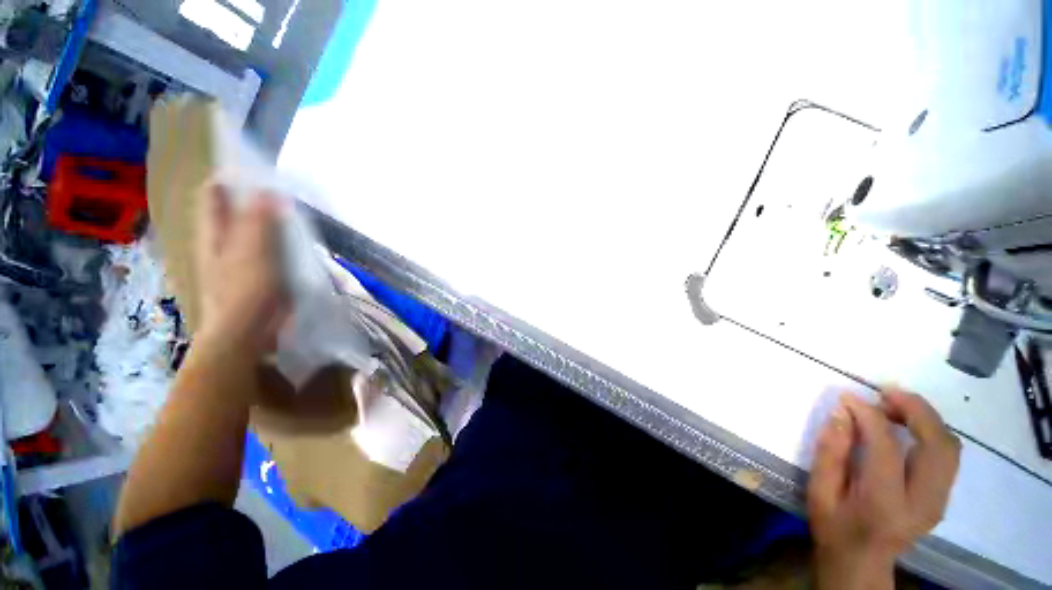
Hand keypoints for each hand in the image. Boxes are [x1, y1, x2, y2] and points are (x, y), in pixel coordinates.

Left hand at [195, 183, 290, 353]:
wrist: (247, 332)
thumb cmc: (245, 290)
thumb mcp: (252, 251)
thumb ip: (259, 221)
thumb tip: (267, 189)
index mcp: (214, 232)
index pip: (215, 194)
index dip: (231, 178)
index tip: (256, 169)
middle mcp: (223, 241)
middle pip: (234, 210)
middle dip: (254, 197)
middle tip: (283, 188)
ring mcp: (240, 259)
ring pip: (254, 230)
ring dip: (271, 220)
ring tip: (294, 210)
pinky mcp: (258, 274)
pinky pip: (270, 249)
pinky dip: (281, 240)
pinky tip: (297, 239)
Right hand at [807, 391, 960, 588]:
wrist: (861, 562)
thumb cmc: (833, 526)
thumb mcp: (819, 491)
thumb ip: (830, 451)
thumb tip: (841, 413)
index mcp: (884, 504)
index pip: (885, 448)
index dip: (868, 416)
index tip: (849, 397)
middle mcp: (922, 502)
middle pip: (937, 445)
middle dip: (915, 410)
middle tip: (885, 393)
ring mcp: (939, 501)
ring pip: (949, 447)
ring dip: (926, 418)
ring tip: (896, 405)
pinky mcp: (942, 498)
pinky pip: (948, 455)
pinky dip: (932, 432)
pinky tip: (908, 425)